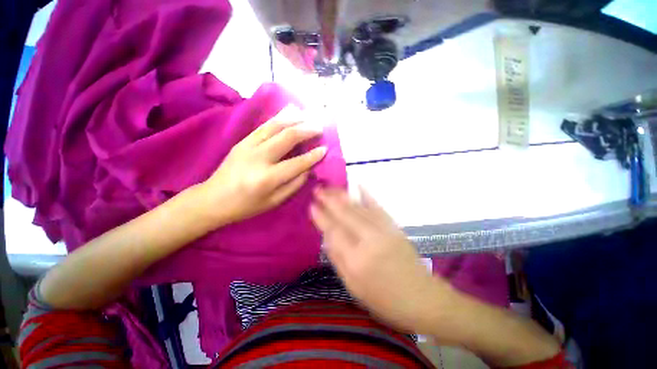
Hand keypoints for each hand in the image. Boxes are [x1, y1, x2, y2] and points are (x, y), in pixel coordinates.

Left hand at [202, 107, 326, 224]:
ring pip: (275, 126)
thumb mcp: (274, 202)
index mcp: (267, 178)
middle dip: (307, 130)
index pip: (297, 163)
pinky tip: (289, 115)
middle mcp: (258, 158)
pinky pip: (263, 126)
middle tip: (319, 128)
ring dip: (294, 119)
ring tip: (307, 117)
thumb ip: (293, 184)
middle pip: (287, 137)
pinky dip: (278, 119)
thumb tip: (308, 169)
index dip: (313, 156)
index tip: (325, 149)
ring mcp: (248, 146)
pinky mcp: (242, 141)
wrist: (212, 199)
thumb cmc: (246, 206)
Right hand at [310, 188, 452, 333]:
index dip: (321, 217)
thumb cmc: (383, 298)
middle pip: (345, 214)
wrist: (420, 297)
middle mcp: (369, 240)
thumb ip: (337, 258)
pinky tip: (358, 185)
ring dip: (343, 195)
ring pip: (358, 207)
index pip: (334, 231)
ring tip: (331, 187)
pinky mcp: (394, 226)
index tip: (311, 205)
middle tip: (318, 189)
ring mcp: (383, 230)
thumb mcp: (353, 286)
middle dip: (329, 199)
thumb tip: (326, 236)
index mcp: (356, 260)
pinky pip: (377, 206)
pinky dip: (366, 194)